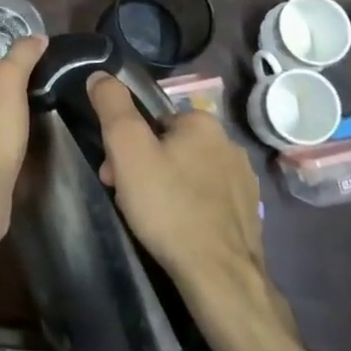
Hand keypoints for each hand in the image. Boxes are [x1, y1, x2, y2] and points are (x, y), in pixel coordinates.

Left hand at [0, 35, 46, 250]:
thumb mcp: (6, 86)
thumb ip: (19, 60)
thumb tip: (36, 37)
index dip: (9, 84)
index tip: (38, 83)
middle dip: (14, 115)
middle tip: (50, 112)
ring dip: (17, 142)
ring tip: (48, 140)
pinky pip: (6, 172)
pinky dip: (18, 167)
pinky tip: (36, 170)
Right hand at [87, 72, 275, 318]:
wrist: (219, 275)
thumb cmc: (168, 206)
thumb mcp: (128, 149)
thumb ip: (112, 106)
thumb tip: (100, 74)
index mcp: (203, 122)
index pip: (152, 121)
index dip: (126, 145)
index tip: (113, 173)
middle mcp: (229, 143)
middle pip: (170, 146)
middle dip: (144, 167)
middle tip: (126, 198)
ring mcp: (244, 179)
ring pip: (190, 172)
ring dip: (166, 187)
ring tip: (151, 219)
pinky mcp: (249, 212)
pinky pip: (209, 198)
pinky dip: (190, 207)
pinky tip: (179, 230)